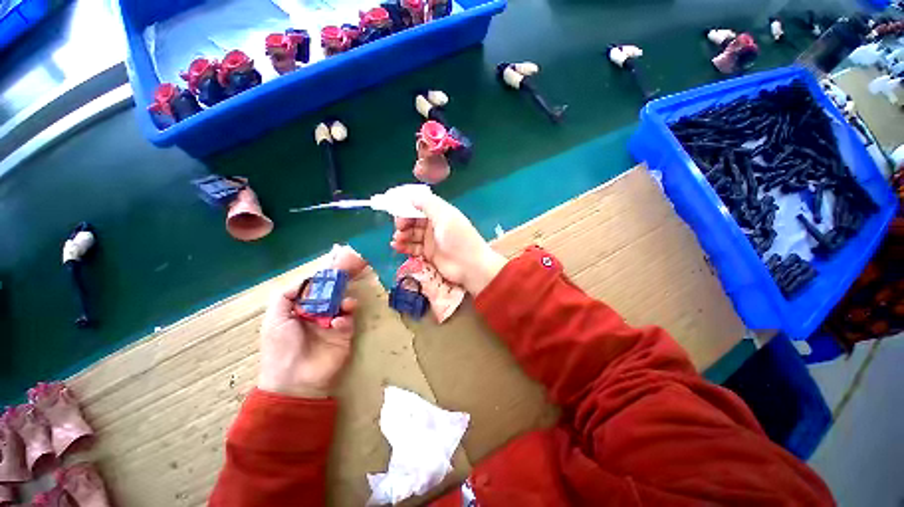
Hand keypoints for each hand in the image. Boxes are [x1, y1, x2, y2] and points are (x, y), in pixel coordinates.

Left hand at [257, 246, 367, 398]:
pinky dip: (345, 320)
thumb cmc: (280, 348)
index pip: (314, 289)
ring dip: (346, 301)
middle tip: (348, 277)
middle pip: (332, 294)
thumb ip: (285, 296)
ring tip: (346, 304)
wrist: (294, 380)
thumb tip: (305, 279)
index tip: (333, 266)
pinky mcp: (344, 335)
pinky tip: (339, 324)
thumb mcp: (274, 320)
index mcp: (300, 309)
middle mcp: (318, 314)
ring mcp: (332, 324)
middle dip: (339, 287)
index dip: (322, 279)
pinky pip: (348, 321)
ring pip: (343, 305)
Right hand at [391, 191, 505, 294]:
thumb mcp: (445, 217)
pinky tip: (397, 246)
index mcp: (440, 213)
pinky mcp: (428, 254)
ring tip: (397, 240)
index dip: (407, 207)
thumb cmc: (459, 239)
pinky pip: (413, 248)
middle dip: (403, 223)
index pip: (419, 206)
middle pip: (413, 220)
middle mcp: (435, 225)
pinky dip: (404, 246)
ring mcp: (431, 240)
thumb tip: (410, 195)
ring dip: (402, 235)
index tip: (397, 212)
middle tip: (399, 229)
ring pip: (411, 234)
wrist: (471, 267)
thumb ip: (428, 204)